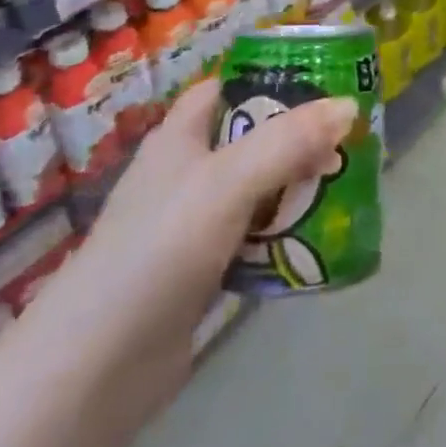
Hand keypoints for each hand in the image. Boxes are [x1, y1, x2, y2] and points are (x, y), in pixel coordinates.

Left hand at [30, 78, 355, 426]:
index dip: (271, 77)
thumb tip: (349, 105)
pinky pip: (255, 238)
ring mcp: (192, 225)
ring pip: (257, 190)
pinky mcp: (202, 272)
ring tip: (348, 185)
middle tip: (350, 139)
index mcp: (180, 136)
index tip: (325, 81)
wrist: (95, 369)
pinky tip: (319, 241)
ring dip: (297, 188)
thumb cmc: (159, 249)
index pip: (228, 87)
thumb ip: (289, 140)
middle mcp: (186, 172)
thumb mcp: (228, 181)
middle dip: (299, 137)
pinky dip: (285, 235)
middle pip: (251, 138)